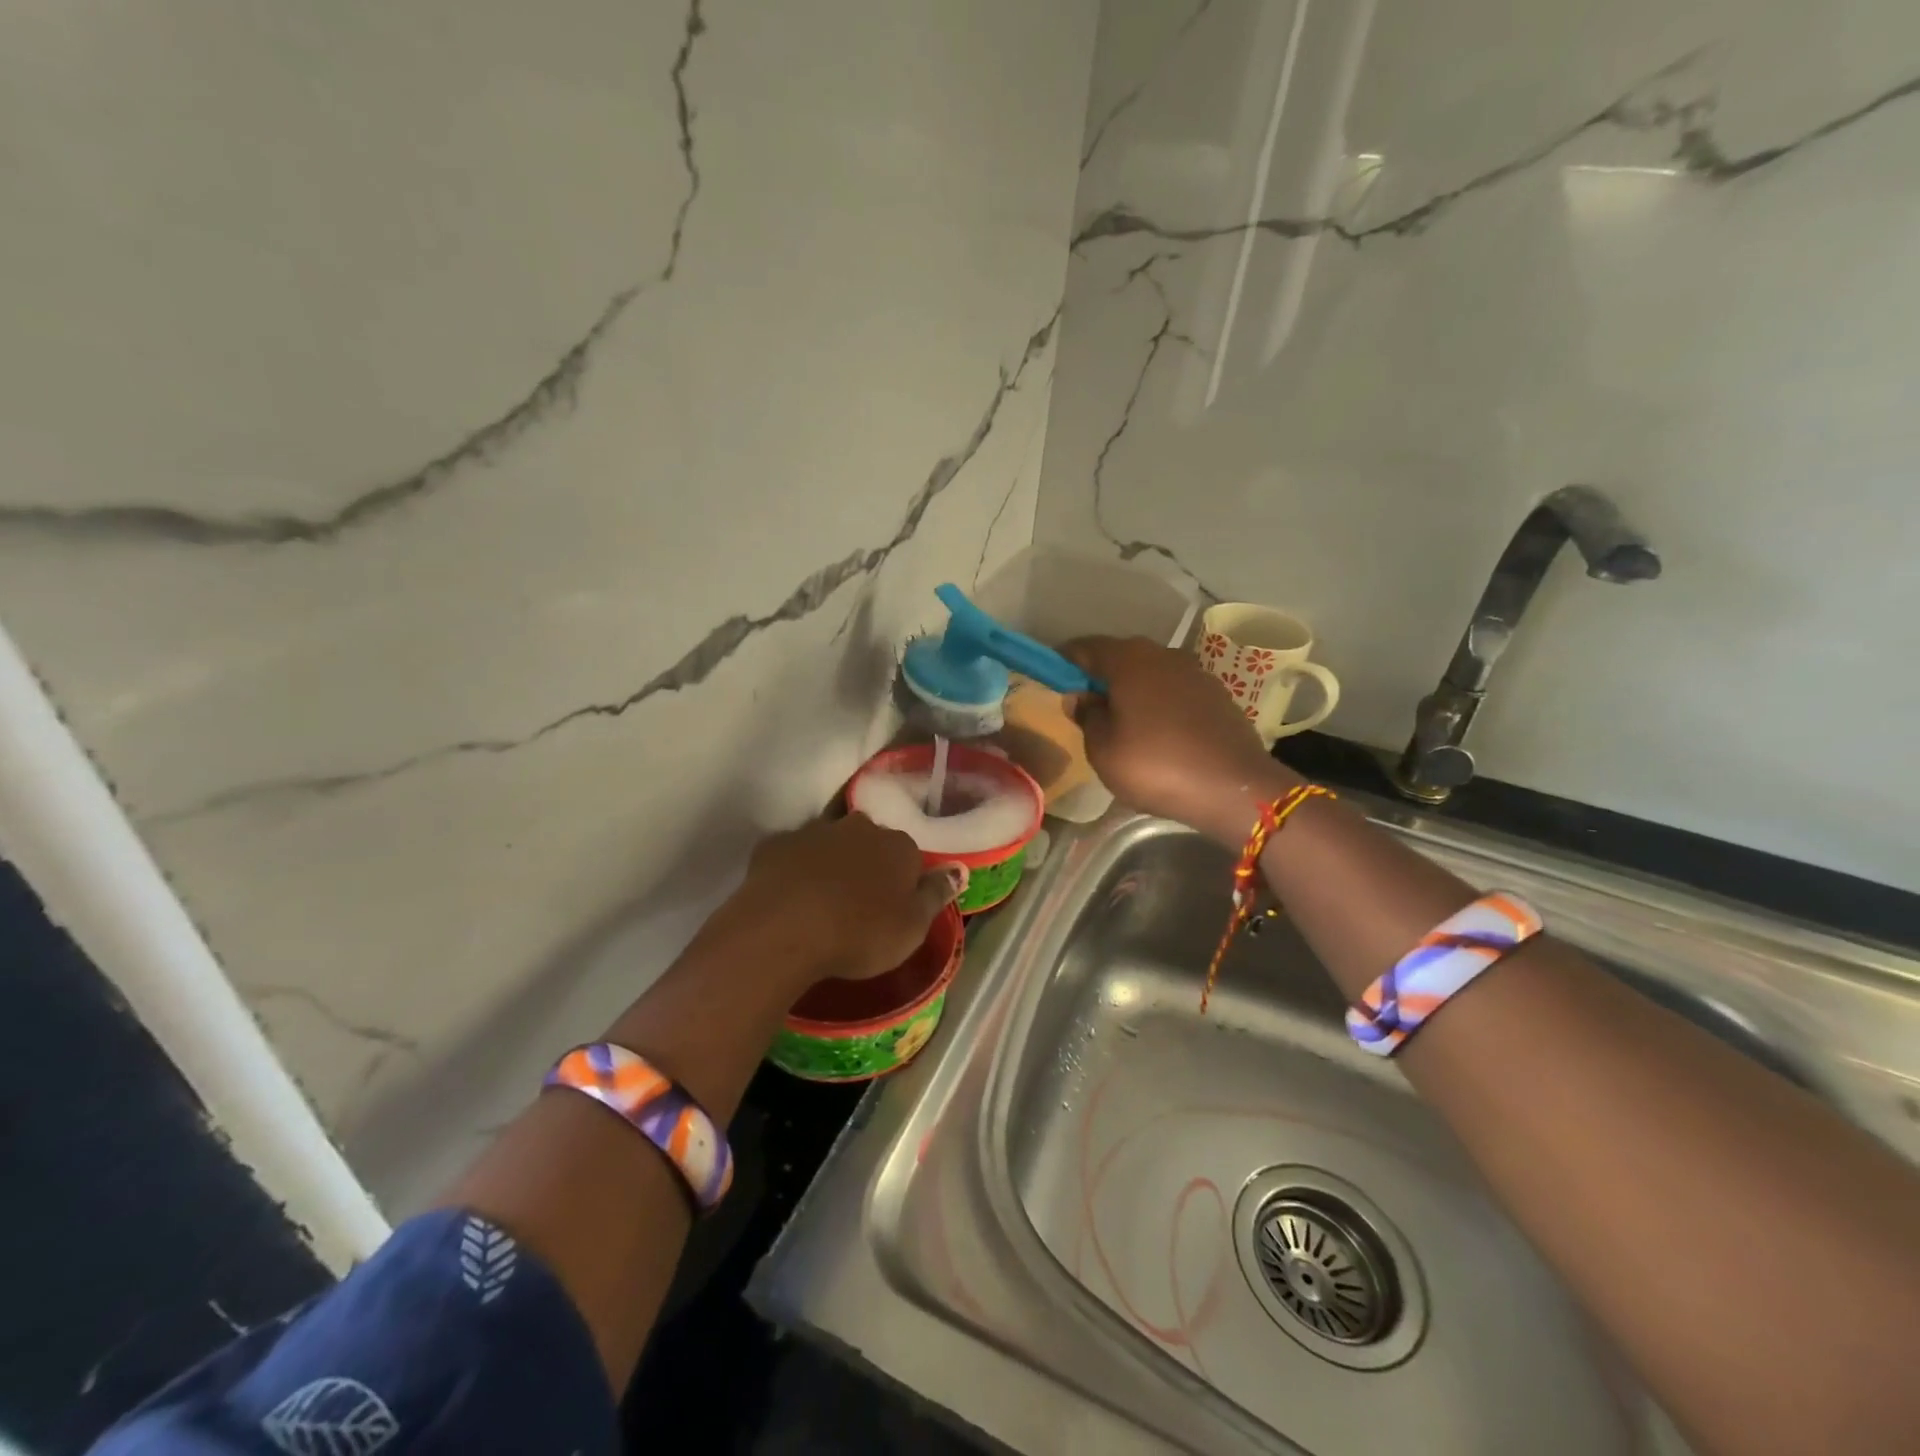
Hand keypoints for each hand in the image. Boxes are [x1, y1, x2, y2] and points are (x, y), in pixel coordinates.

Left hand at [734, 813, 961, 984]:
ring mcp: (814, 832)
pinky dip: (793, 868)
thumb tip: (958, 869)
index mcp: (898, 846)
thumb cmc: (860, 934)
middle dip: (867, 862)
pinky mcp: (775, 844)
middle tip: (858, 902)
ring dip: (830, 862)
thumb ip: (935, 894)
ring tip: (821, 899)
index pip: (909, 855)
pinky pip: (791, 854)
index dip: (902, 879)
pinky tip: (788, 895)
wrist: (784, 930)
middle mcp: (859, 828)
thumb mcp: (912, 928)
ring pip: (830, 841)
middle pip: (869, 841)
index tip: (892, 905)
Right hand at [1062, 635, 1300, 845]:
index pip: (1086, 647)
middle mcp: (1163, 655)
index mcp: (1129, 661)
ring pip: (1150, 672)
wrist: (1234, 787)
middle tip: (1085, 704)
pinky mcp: (1216, 694)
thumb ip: (1088, 717)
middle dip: (1100, 675)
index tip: (1052, 678)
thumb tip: (1081, 697)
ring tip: (1120, 720)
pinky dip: (1158, 702)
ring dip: (1131, 689)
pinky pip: (1174, 690)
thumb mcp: (1104, 750)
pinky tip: (1155, 730)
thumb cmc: (1156, 766)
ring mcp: (1194, 672)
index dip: (1065, 661)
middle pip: (1121, 656)